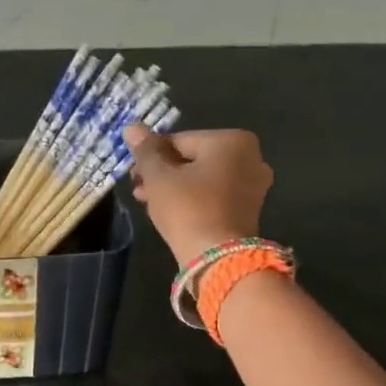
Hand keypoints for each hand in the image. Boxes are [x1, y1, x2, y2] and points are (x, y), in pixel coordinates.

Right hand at [124, 125, 273, 264]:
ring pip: (202, 179)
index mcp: (232, 140)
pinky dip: (192, 200)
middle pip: (193, 159)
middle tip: (138, 189)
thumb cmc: (187, 209)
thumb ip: (145, 151)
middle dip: (162, 173)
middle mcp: (250, 157)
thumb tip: (132, 127)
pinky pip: (214, 195)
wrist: (218, 259)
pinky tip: (169, 212)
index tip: (133, 174)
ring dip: (173, 187)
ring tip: (147, 202)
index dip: (151, 156)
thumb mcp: (159, 177)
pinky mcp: (249, 209)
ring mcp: (253, 185)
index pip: (179, 140)